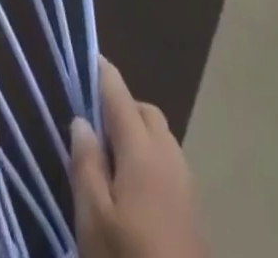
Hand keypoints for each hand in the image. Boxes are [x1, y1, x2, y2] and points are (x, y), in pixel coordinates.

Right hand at [71, 57, 206, 257]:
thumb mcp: (93, 219)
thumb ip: (86, 164)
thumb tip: (82, 120)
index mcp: (142, 152)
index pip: (119, 95)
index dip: (102, 73)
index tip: (87, 56)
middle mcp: (169, 158)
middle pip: (146, 112)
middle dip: (121, 105)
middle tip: (93, 122)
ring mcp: (187, 187)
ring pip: (161, 138)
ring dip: (138, 133)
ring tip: (110, 159)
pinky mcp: (195, 214)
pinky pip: (170, 165)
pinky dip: (151, 159)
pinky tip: (134, 190)